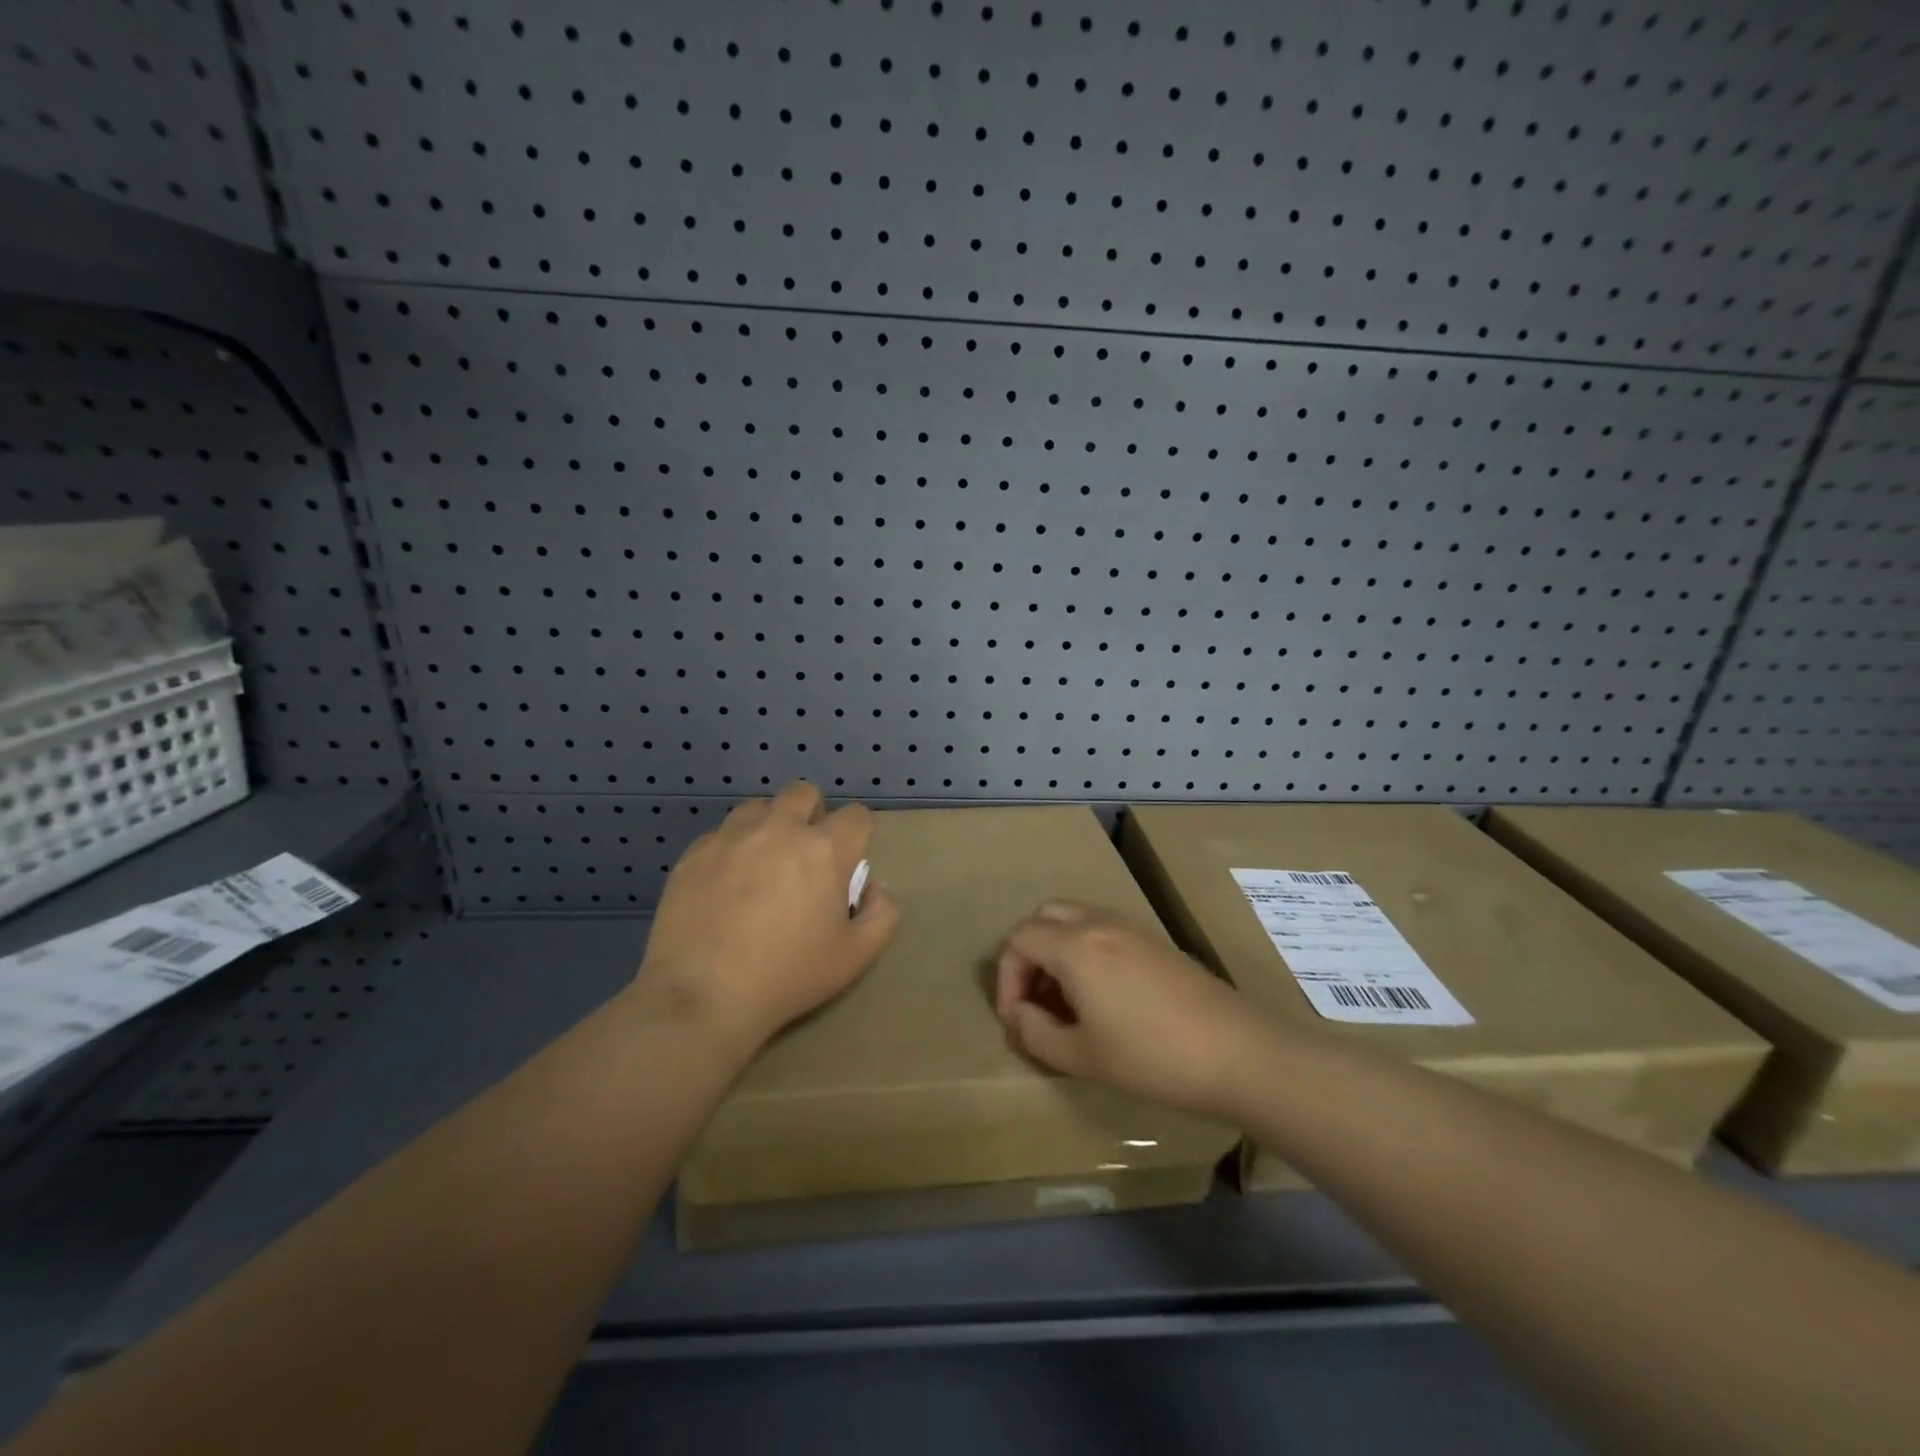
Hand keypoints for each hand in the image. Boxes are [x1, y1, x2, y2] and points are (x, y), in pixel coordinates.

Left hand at [640, 782, 899, 1047]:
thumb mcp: (857, 957)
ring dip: (769, 826)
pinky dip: (731, 849)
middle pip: (804, 793)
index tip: (848, 863)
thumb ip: (882, 914)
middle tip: (805, 856)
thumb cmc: (789, 976)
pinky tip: (725, 885)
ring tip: (763, 864)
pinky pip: (720, 834)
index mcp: (824, 849)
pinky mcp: (694, 853)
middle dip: (812, 815)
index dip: (858, 835)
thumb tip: (874, 887)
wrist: (703, 996)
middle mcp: (779, 829)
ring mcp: (732, 837)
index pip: (856, 815)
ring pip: (758, 807)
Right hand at [993, 901, 1257, 1115]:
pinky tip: (1101, 993)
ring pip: (1074, 917)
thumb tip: (1019, 1014)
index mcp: (1075, 946)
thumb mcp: (1082, 1057)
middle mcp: (1098, 923)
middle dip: (1028, 954)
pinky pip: (1102, 928)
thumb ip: (1036, 1033)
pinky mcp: (1154, 940)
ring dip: (1057, 949)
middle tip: (1035, 998)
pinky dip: (1085, 948)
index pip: (1019, 940)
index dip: (1006, 977)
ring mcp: (1130, 927)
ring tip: (1065, 998)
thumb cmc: (1150, 1056)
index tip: (1017, 1017)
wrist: (1236, 1052)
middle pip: (1043, 917)